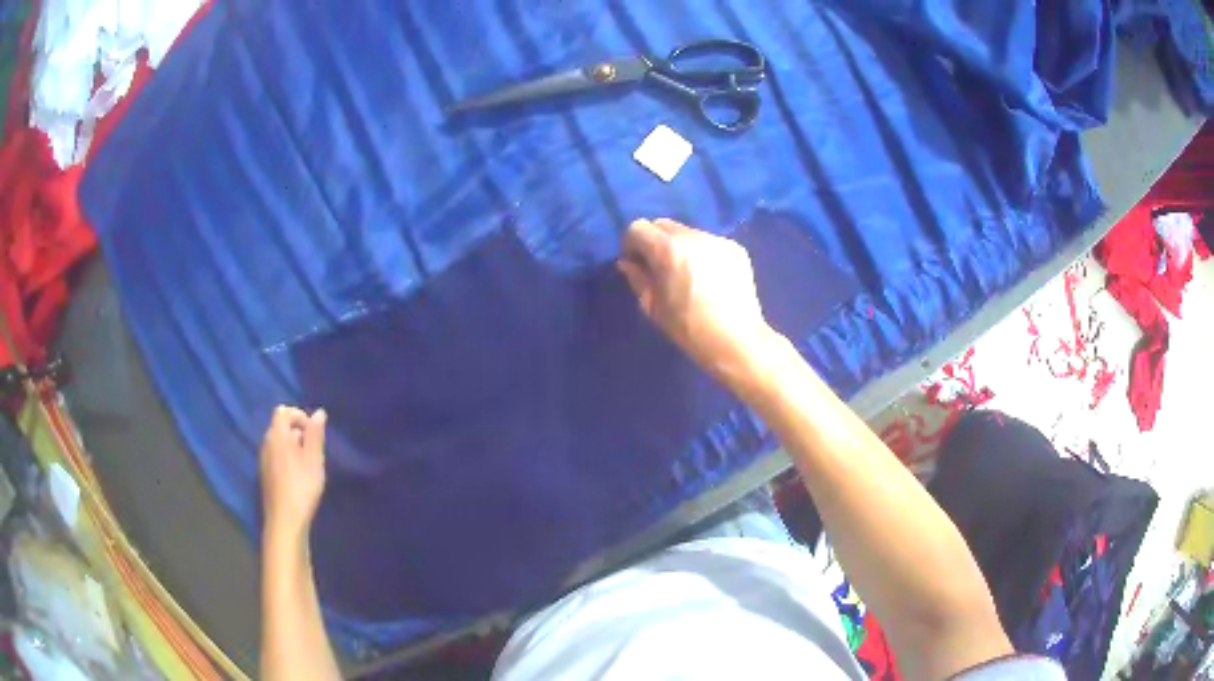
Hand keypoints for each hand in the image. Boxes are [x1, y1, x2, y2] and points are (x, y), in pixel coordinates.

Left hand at [260, 406, 327, 541]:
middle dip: (298, 432)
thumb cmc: (302, 486)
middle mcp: (266, 443)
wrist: (285, 520)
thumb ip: (315, 434)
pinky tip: (298, 477)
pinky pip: (276, 456)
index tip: (314, 432)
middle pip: (280, 426)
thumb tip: (318, 412)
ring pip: (278, 442)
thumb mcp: (314, 459)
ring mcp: (263, 459)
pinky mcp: (265, 474)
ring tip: (309, 465)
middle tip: (315, 451)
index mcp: (277, 435)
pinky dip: (287, 458)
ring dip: (293, 446)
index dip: (299, 416)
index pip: (283, 411)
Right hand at [617, 218, 775, 387]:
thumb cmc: (689, 329)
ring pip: (688, 232)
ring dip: (680, 245)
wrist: (737, 341)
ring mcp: (717, 240)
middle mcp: (693, 236)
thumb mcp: (653, 307)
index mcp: (668, 250)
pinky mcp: (736, 248)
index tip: (635, 262)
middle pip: (663, 224)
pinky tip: (709, 277)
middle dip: (654, 241)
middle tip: (658, 266)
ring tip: (686, 273)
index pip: (638, 227)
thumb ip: (637, 278)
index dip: (631, 243)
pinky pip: (709, 242)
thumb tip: (628, 263)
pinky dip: (702, 253)